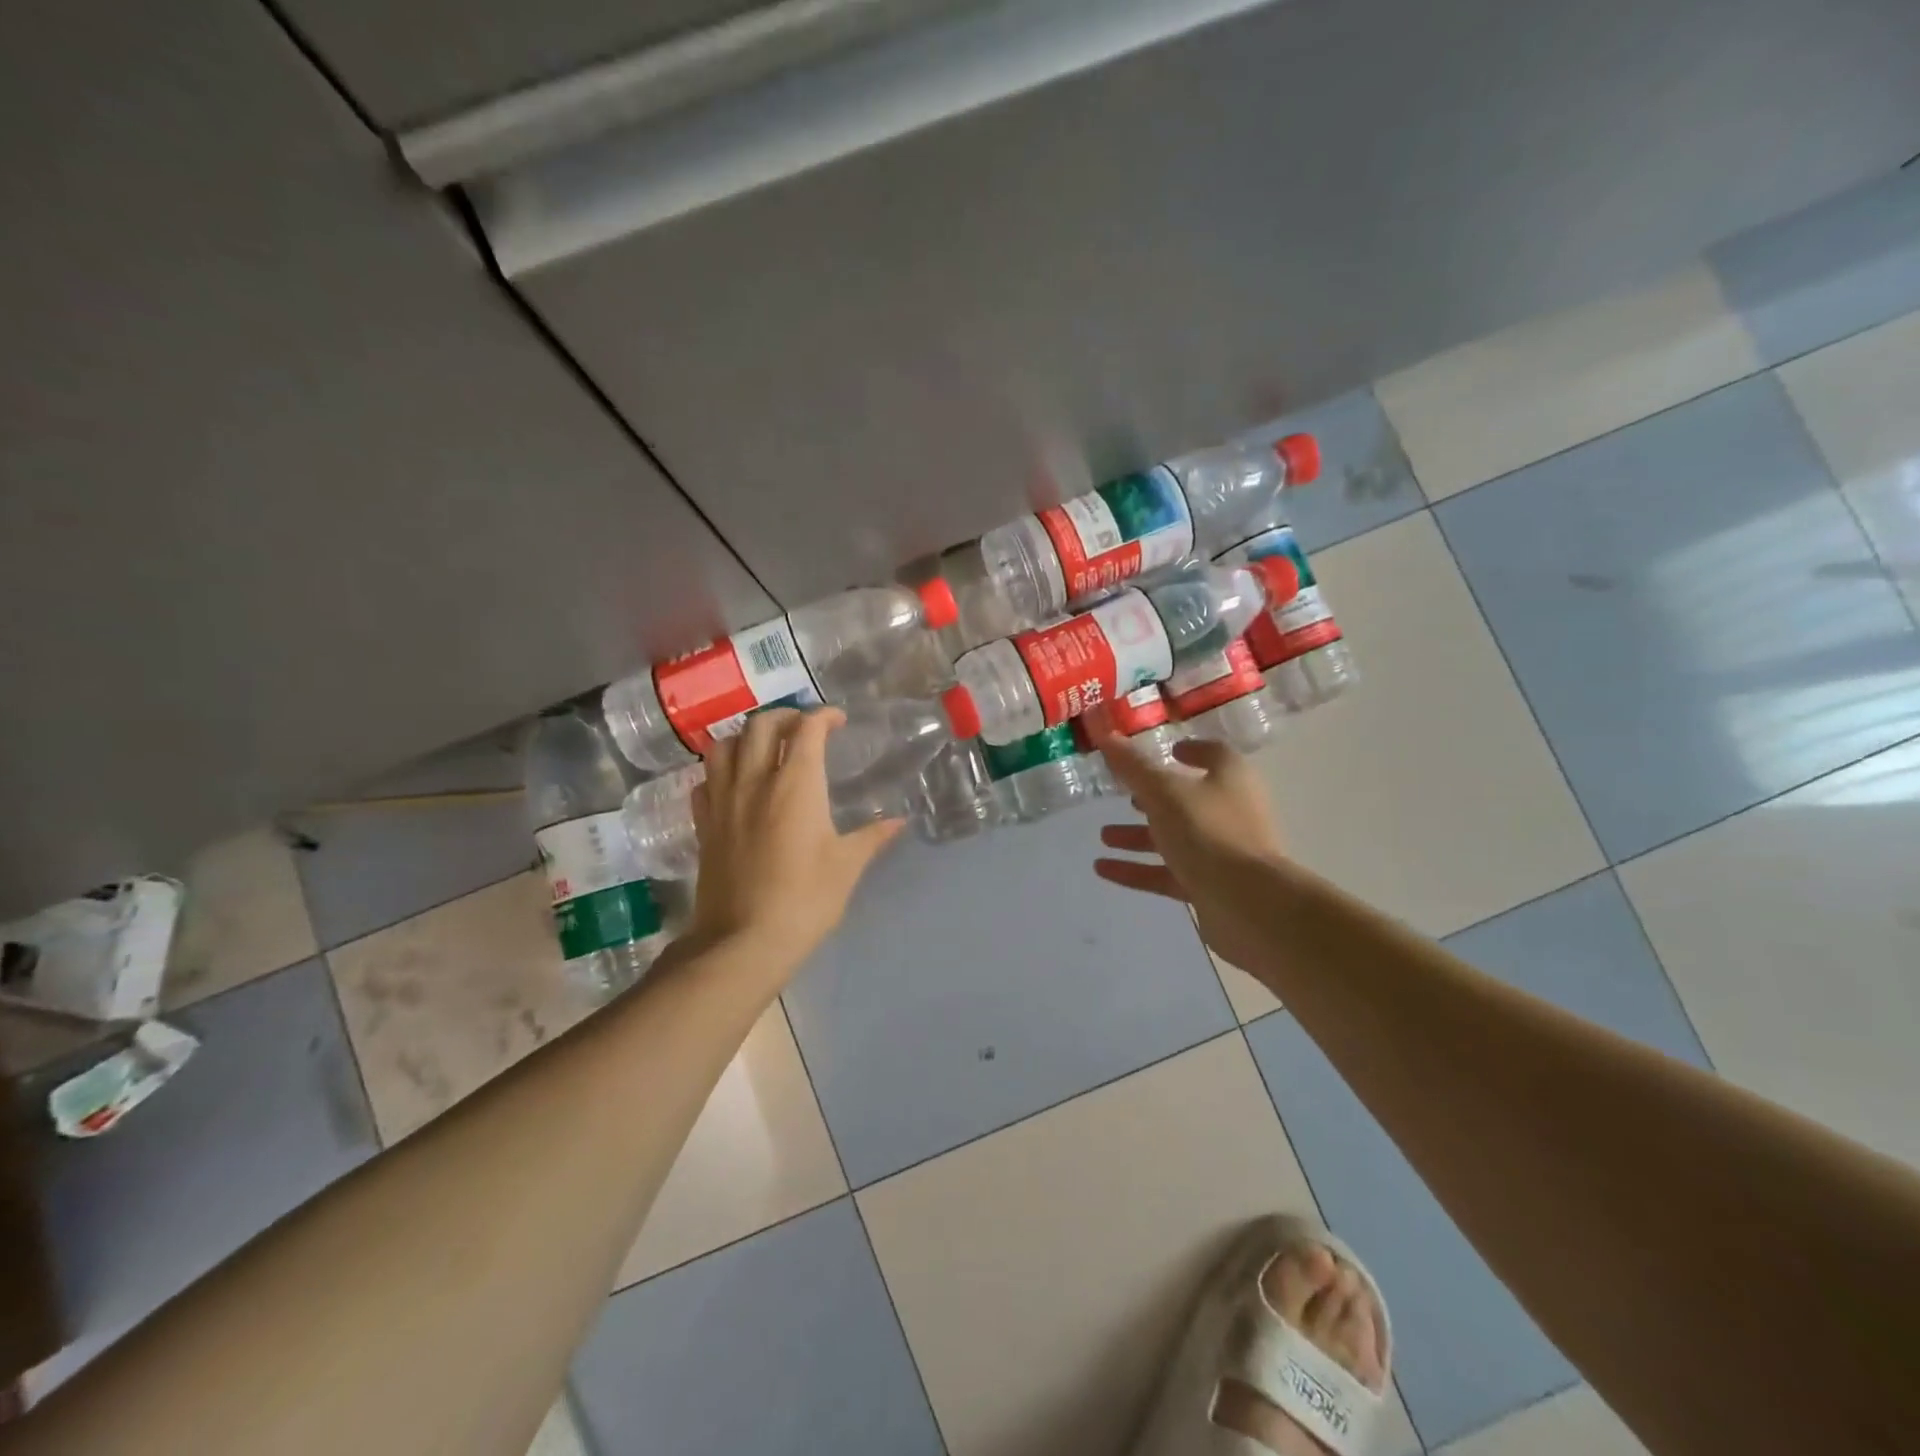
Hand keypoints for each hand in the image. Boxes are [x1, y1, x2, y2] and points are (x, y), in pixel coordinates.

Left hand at [686, 708, 903, 978]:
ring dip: (746, 737)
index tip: (838, 720)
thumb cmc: (805, 900)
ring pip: (724, 746)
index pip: (807, 729)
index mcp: (796, 785)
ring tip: (764, 748)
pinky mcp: (704, 825)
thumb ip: (872, 837)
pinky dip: (720, 770)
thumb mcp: (847, 867)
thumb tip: (898, 821)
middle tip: (804, 729)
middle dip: (785, 717)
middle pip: (761, 725)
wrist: (743, 942)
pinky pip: (705, 781)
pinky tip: (734, 783)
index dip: (823, 716)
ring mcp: (723, 802)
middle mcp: (755, 781)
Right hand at [1091, 728, 1288, 972]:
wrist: (1248, 904)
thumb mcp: (1163, 791)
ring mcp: (1221, 851)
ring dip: (1139, 836)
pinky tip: (1103, 869)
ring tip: (1104, 836)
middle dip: (1153, 799)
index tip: (1166, 751)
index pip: (1213, 754)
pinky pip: (1168, 873)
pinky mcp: (1210, 886)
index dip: (1190, 749)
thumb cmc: (1208, 831)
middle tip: (1122, 796)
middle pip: (1188, 799)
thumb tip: (1104, 732)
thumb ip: (1132, 766)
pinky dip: (1138, 869)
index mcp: (1230, 778)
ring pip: (1175, 838)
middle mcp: (1230, 811)